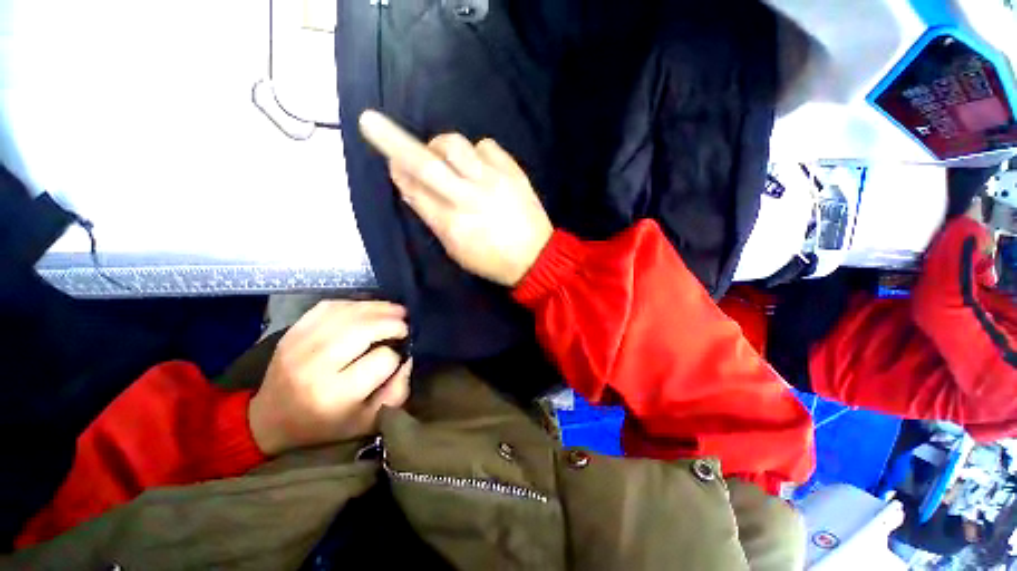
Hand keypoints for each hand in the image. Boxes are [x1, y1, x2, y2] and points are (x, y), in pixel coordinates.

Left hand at [248, 300, 411, 455]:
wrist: (271, 419)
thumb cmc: (326, 424)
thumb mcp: (369, 421)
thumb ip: (397, 392)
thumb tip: (409, 358)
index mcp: (335, 394)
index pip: (382, 359)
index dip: (396, 356)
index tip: (397, 359)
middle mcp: (315, 366)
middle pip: (365, 330)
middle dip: (393, 323)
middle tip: (405, 326)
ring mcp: (300, 344)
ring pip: (349, 313)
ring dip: (379, 308)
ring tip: (396, 312)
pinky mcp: (292, 331)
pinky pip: (330, 306)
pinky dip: (355, 304)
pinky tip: (368, 310)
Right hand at [358, 109, 553, 286]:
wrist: (537, 258)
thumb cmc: (493, 261)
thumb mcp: (457, 251)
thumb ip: (433, 219)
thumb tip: (411, 189)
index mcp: (452, 224)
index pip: (414, 189)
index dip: (397, 171)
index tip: (389, 159)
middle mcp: (468, 198)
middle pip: (426, 163)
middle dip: (392, 140)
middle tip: (372, 122)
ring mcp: (493, 181)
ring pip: (455, 145)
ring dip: (441, 146)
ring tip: (446, 158)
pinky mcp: (513, 172)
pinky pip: (487, 146)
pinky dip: (476, 151)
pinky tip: (478, 165)